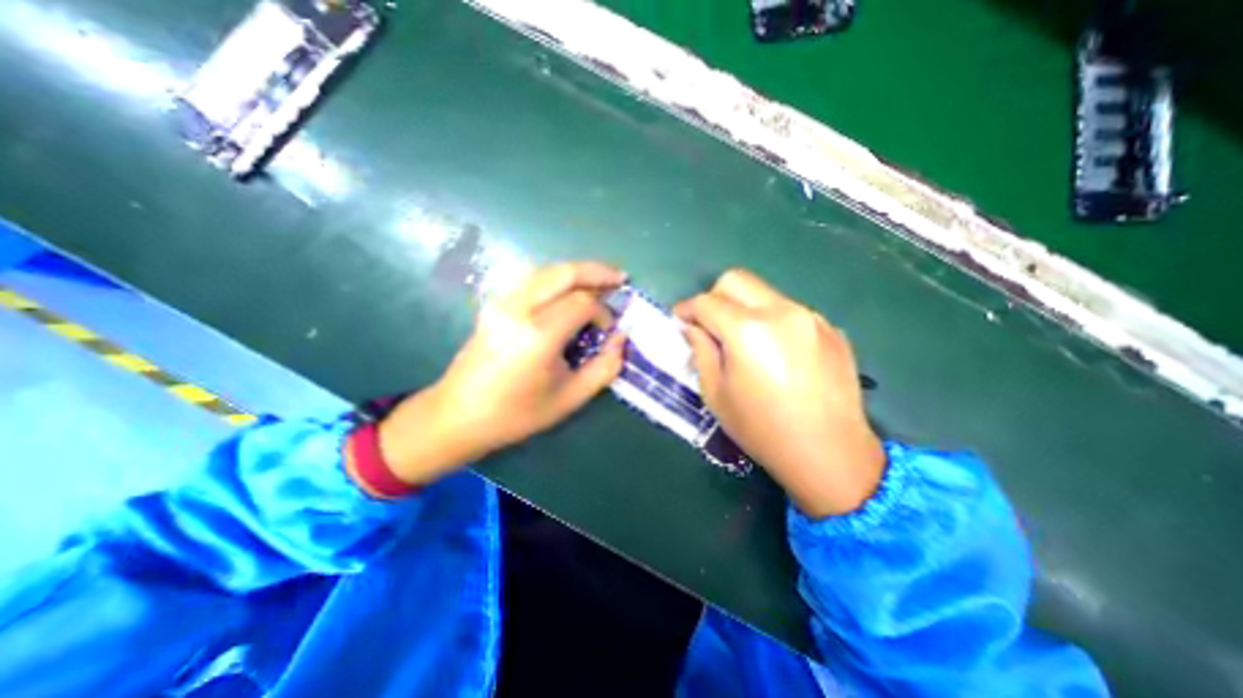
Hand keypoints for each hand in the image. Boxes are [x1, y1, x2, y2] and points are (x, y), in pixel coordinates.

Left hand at [376, 259, 625, 485]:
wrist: (458, 415)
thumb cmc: (516, 414)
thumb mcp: (570, 398)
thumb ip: (604, 368)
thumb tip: (621, 338)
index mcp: (539, 335)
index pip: (582, 303)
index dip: (604, 312)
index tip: (609, 331)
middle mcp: (519, 309)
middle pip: (564, 273)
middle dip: (597, 272)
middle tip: (620, 278)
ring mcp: (503, 302)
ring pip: (547, 271)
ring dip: (577, 272)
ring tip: (600, 279)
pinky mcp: (495, 304)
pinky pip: (532, 279)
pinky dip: (557, 278)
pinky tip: (569, 289)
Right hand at [680, 268, 883, 518]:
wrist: (830, 454)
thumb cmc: (762, 429)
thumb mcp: (716, 394)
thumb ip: (701, 351)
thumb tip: (693, 327)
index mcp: (747, 330)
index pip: (706, 302)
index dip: (686, 309)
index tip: (680, 321)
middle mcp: (781, 312)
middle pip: (736, 280)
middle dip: (713, 297)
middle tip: (709, 325)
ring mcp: (811, 317)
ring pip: (764, 294)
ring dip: (744, 309)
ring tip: (744, 342)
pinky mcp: (830, 328)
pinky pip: (789, 311)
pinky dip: (771, 322)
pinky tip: (776, 353)